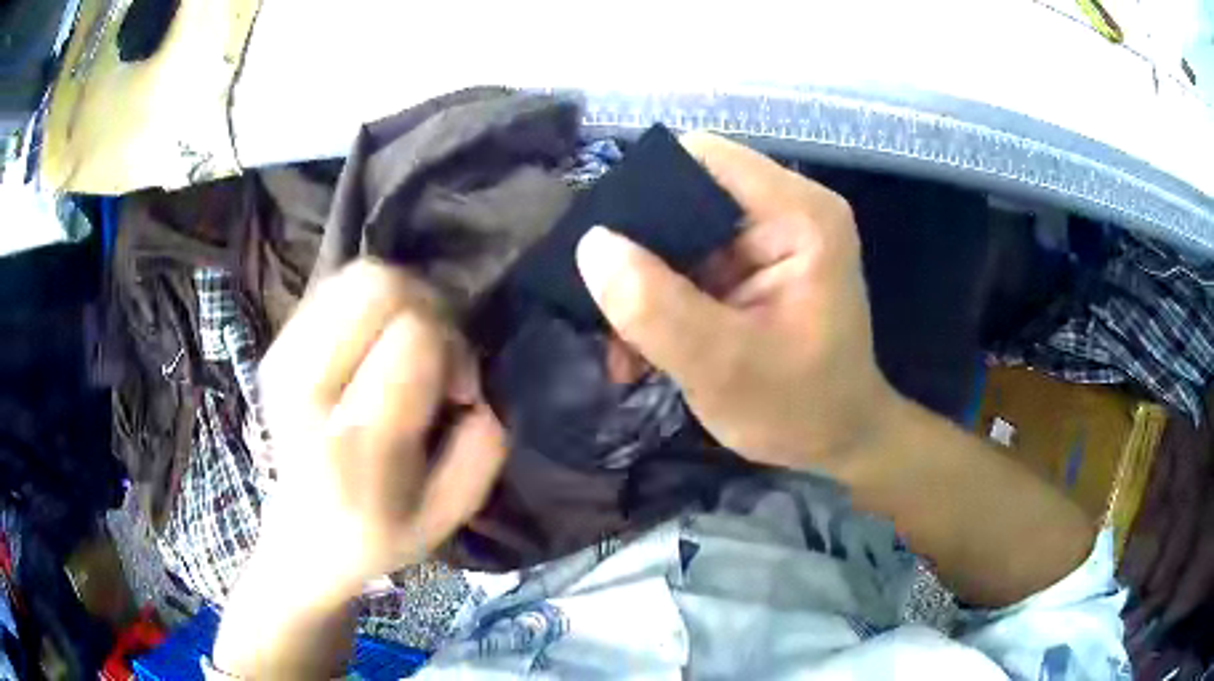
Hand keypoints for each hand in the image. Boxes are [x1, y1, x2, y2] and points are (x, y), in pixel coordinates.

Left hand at [256, 260, 506, 591]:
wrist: (304, 536)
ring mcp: (285, 359)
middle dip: (428, 307)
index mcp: (356, 440)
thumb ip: (482, 450)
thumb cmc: (380, 531)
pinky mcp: (277, 346)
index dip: (452, 348)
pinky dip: (370, 303)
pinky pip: (335, 287)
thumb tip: (478, 388)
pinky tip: (374, 343)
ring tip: (405, 345)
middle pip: (379, 286)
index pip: (414, 337)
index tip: (456, 390)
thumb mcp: (449, 514)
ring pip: (357, 276)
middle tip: (435, 353)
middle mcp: (309, 388)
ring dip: (400, 300)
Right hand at [576, 132, 894, 471]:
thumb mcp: (724, 368)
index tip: (605, 248)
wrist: (840, 442)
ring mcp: (770, 236)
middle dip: (637, 250)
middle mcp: (787, 208)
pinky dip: (661, 299)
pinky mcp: (755, 265)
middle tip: (605, 306)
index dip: (644, 189)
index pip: (703, 157)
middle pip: (686, 193)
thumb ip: (656, 308)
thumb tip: (592, 246)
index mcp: (799, 214)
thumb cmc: (800, 411)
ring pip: (679, 232)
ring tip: (621, 342)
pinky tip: (643, 345)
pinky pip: (689, 262)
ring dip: (643, 284)